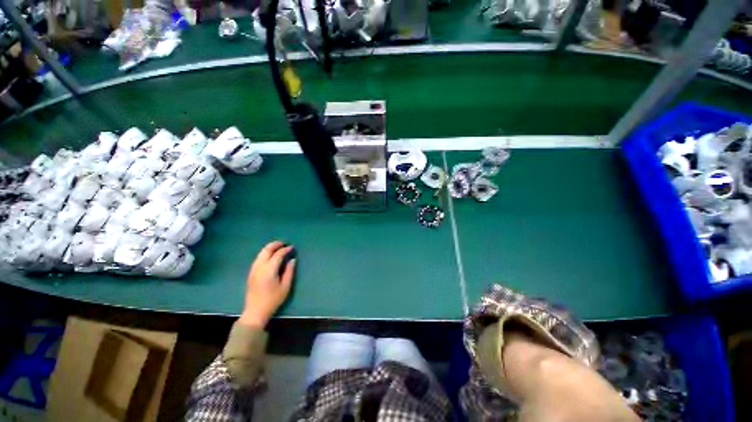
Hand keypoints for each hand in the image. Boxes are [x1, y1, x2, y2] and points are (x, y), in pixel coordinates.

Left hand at [239, 241, 295, 328]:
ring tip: (278, 247)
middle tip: (284, 243)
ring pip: (260, 253)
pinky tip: (270, 256)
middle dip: (275, 245)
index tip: (292, 247)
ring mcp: (253, 270)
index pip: (278, 254)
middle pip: (266, 250)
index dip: (285, 249)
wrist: (255, 311)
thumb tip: (292, 260)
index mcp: (269, 270)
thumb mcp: (285, 286)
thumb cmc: (273, 299)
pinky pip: (258, 258)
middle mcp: (259, 267)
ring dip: (269, 248)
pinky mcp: (251, 273)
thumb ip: (289, 271)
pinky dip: (265, 253)